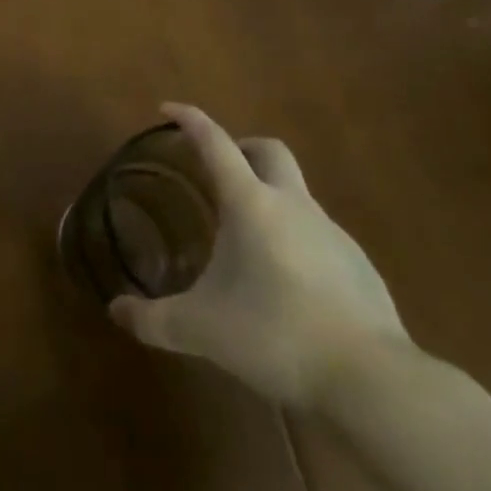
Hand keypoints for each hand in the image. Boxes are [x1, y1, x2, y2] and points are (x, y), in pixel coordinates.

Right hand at [109, 103, 408, 411]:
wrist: (373, 382)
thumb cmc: (276, 335)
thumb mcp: (202, 330)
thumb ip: (154, 319)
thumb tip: (116, 311)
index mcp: (251, 203)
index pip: (215, 143)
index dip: (190, 120)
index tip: (167, 109)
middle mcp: (293, 205)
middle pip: (269, 150)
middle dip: (241, 147)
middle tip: (217, 168)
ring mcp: (332, 233)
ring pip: (296, 194)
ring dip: (269, 198)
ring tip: (245, 240)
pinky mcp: (360, 266)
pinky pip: (319, 234)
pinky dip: (295, 239)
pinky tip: (286, 282)